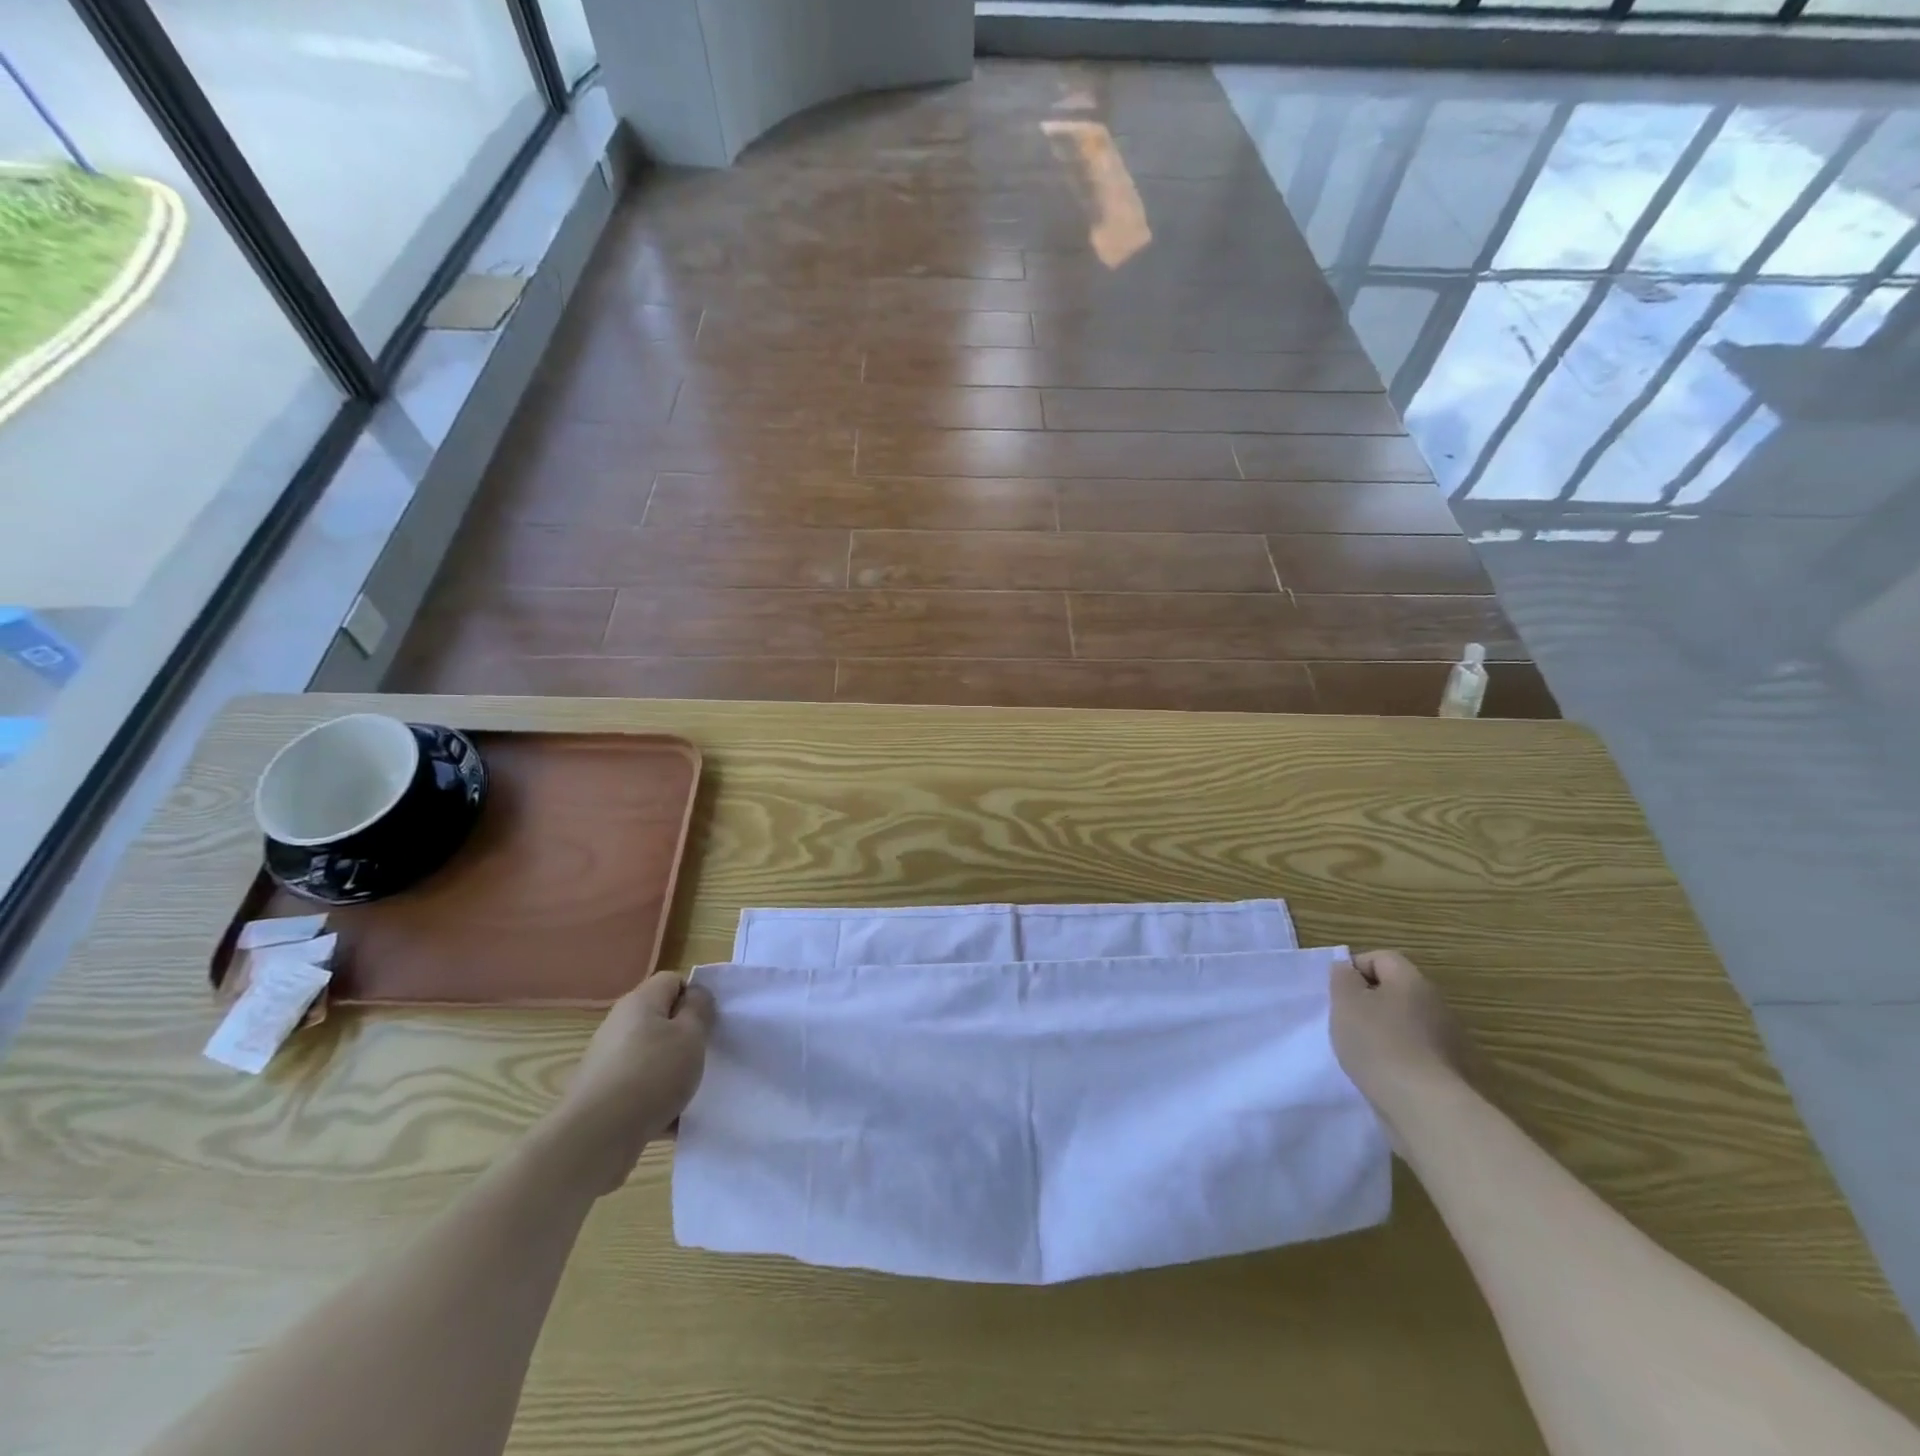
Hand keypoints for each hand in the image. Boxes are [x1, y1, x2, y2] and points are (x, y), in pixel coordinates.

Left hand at [545, 972, 715, 1195]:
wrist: (595, 1139)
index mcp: (639, 1002)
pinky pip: (638, 1089)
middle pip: (660, 1020)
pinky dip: (655, 1101)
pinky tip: (671, 1121)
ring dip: (672, 1072)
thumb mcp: (691, 1035)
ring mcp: (606, 1062)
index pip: (672, 981)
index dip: (694, 996)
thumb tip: (694, 996)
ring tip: (688, 1093)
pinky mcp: (601, 1095)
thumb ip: (699, 1009)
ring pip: (651, 1057)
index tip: (708, 1023)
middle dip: (685, 1037)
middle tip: (702, 1056)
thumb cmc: (651, 1075)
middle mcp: (618, 1025)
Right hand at [1329, 950, 1470, 1118]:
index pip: (1381, 957)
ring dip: (1383, 1029)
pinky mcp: (1449, 1069)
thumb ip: (1342, 978)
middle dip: (1368, 1001)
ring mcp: (1447, 1038)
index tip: (1337, 994)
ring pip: (1405, 1021)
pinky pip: (1415, 1049)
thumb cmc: (1378, 1044)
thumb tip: (1348, 969)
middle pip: (1395, 989)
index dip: (1354, 969)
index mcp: (1411, 980)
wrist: (1425, 1108)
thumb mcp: (1345, 1003)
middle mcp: (1435, 1003)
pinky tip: (1382, 1072)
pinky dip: (1397, 1055)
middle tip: (1346, 1020)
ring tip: (1361, 1050)